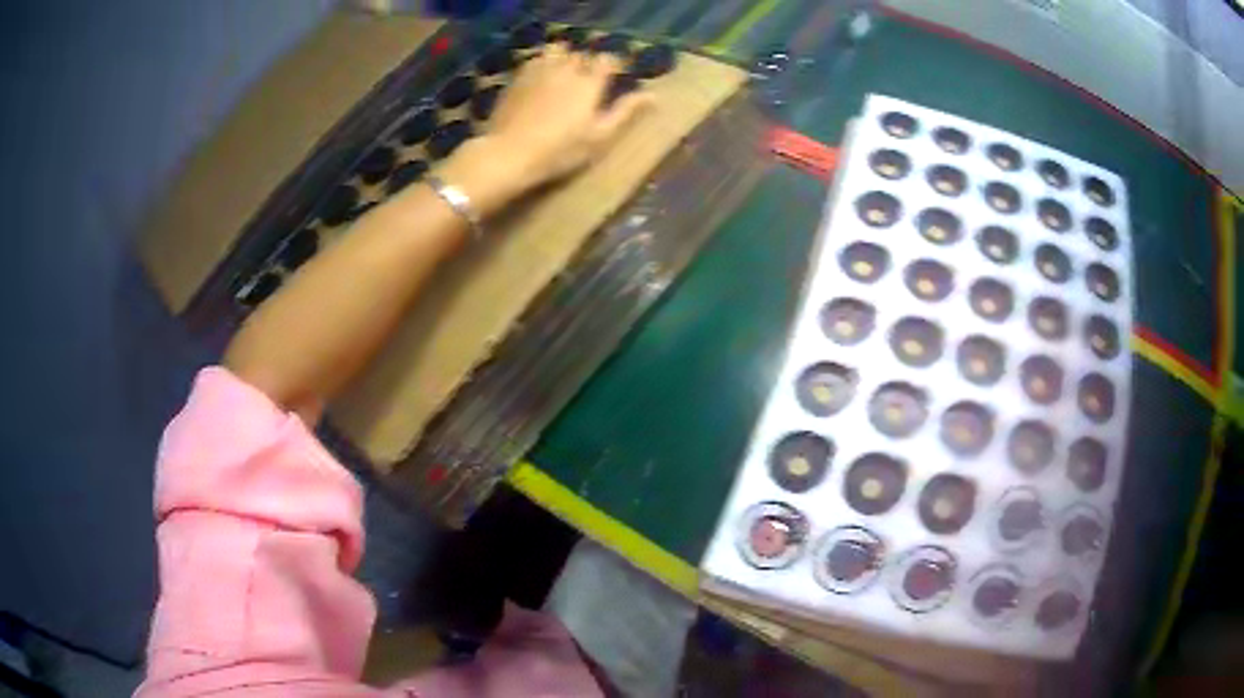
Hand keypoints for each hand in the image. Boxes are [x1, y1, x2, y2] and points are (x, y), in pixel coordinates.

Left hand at [437, 44, 652, 215]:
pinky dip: (542, 63)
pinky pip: (535, 59)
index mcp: (590, 82)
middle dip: (587, 64)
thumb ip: (626, 112)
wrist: (508, 152)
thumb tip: (655, 96)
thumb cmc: (560, 150)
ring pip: (557, 50)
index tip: (615, 77)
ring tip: (563, 74)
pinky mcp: (517, 77)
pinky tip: (540, 79)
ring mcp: (539, 69)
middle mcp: (566, 68)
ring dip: (564, 57)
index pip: (608, 60)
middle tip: (587, 83)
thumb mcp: (599, 137)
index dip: (614, 66)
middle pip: (582, 55)